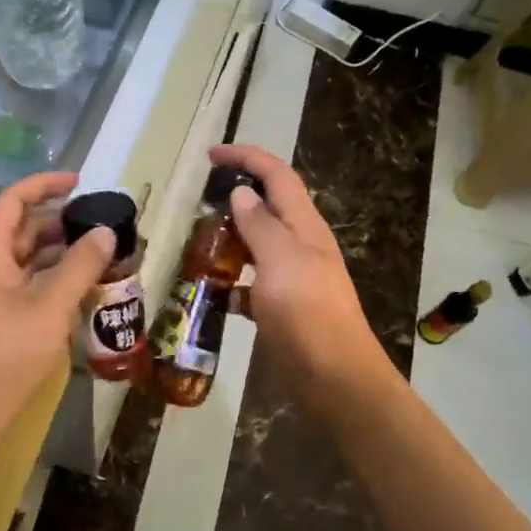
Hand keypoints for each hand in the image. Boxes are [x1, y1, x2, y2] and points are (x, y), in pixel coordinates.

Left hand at [0, 171, 114, 419]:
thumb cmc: (3, 353)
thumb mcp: (49, 306)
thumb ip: (79, 266)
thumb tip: (105, 231)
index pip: (14, 200)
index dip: (45, 184)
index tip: (80, 182)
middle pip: (22, 228)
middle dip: (60, 221)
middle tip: (100, 223)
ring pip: (26, 258)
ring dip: (60, 252)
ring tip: (100, 252)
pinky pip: (27, 284)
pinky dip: (54, 278)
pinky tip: (82, 288)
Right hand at [209, 144, 381, 394]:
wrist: (333, 375)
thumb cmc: (307, 311)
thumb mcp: (280, 260)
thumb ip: (260, 224)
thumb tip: (242, 193)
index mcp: (304, 225)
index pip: (277, 175)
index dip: (247, 157)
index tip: (212, 155)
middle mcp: (301, 245)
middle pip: (269, 206)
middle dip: (237, 196)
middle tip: (199, 202)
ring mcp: (293, 277)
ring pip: (258, 245)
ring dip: (231, 238)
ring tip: (197, 242)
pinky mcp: (283, 307)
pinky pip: (253, 283)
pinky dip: (233, 281)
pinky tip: (212, 291)